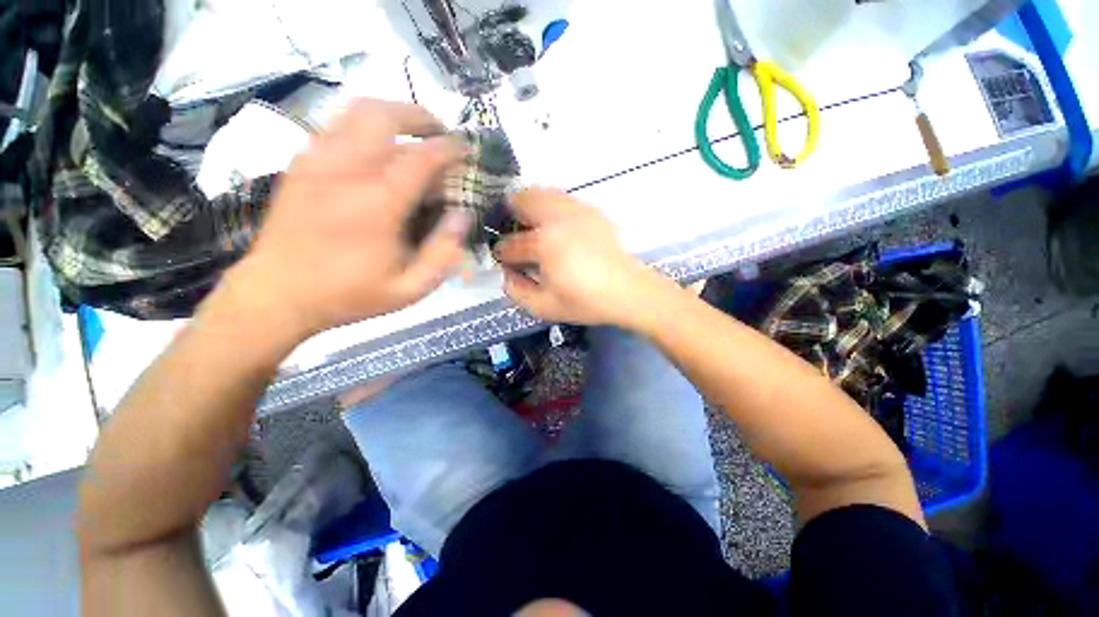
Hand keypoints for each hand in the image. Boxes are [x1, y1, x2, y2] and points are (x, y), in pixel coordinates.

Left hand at [223, 99, 468, 338]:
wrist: (277, 294)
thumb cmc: (349, 295)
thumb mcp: (410, 289)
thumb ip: (442, 253)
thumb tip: (462, 216)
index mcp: (376, 206)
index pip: (420, 159)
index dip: (448, 149)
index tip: (466, 150)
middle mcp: (344, 171)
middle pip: (382, 115)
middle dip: (418, 116)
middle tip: (439, 133)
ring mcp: (316, 162)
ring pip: (356, 111)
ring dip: (392, 116)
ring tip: (413, 136)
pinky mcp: (300, 164)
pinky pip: (336, 126)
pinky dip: (365, 127)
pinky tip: (378, 150)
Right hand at [494, 188, 669, 325]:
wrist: (627, 291)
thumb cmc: (585, 302)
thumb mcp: (545, 307)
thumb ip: (516, 291)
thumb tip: (506, 273)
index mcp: (544, 243)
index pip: (511, 244)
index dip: (502, 253)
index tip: (503, 260)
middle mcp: (557, 218)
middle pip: (521, 200)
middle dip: (509, 216)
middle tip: (511, 235)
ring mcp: (576, 209)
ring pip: (541, 192)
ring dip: (528, 205)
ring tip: (528, 226)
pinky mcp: (590, 209)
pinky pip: (560, 198)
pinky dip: (548, 205)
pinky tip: (553, 225)